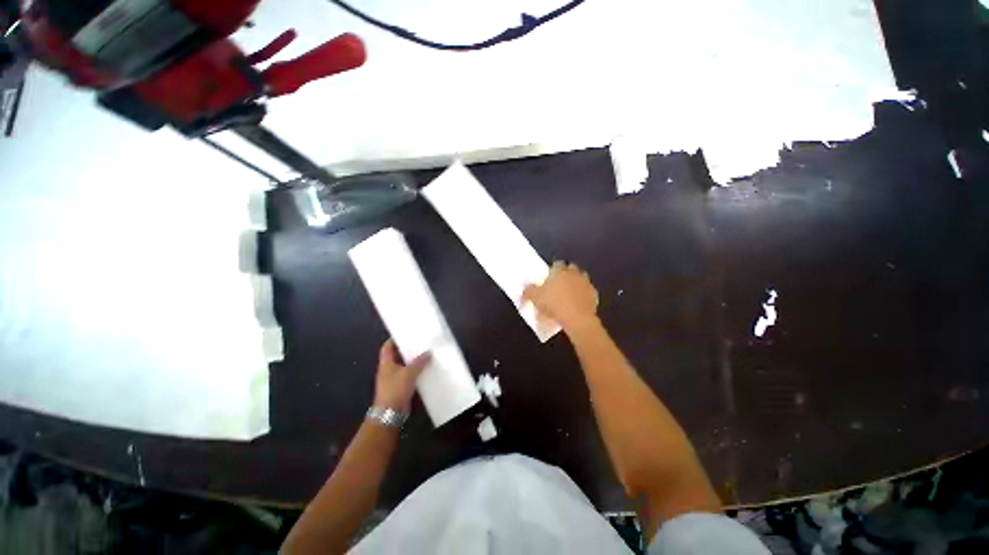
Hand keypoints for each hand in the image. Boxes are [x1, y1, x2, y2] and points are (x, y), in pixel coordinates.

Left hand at [373, 340, 430, 413]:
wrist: (390, 413)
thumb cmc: (395, 389)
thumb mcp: (409, 373)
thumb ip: (419, 362)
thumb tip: (428, 352)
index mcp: (386, 362)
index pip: (387, 347)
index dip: (394, 339)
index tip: (405, 334)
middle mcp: (388, 369)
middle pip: (397, 355)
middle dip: (406, 349)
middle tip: (419, 342)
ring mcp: (393, 379)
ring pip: (403, 365)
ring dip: (412, 361)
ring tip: (425, 353)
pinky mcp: (400, 387)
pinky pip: (408, 375)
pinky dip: (415, 371)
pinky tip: (425, 369)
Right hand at [523, 262, 599, 332]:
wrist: (577, 319)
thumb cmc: (554, 304)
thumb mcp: (535, 298)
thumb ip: (528, 291)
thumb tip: (525, 289)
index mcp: (560, 271)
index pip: (557, 264)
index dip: (553, 270)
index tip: (549, 277)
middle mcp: (574, 273)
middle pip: (571, 269)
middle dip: (566, 274)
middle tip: (559, 284)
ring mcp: (586, 284)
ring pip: (581, 279)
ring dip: (576, 283)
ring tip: (569, 294)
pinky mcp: (594, 295)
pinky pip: (587, 292)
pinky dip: (582, 295)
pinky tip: (577, 303)